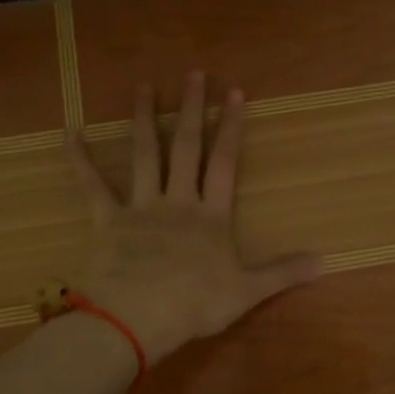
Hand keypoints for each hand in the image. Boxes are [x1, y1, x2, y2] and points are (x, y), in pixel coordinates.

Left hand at [65, 71, 321, 361]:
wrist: (135, 319)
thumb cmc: (194, 305)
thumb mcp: (246, 292)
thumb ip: (283, 273)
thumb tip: (326, 261)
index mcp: (211, 217)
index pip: (225, 163)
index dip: (231, 128)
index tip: (234, 92)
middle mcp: (177, 201)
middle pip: (186, 147)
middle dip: (192, 109)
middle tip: (194, 74)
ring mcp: (140, 208)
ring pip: (144, 155)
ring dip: (144, 119)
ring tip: (145, 87)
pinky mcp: (107, 221)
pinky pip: (91, 186)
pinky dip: (79, 160)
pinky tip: (69, 133)